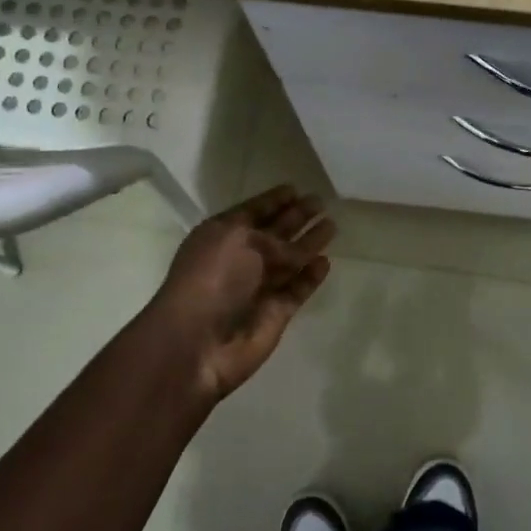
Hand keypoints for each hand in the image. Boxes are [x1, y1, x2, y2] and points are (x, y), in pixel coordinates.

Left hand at [143, 185, 335, 403]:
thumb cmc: (212, 278)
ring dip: (309, 243)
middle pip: (275, 232)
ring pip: (291, 260)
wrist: (197, 342)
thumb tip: (295, 250)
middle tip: (320, 202)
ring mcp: (258, 287)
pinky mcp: (275, 313)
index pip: (253, 211)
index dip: (273, 200)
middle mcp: (240, 258)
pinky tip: (325, 261)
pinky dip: (311, 276)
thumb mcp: (239, 239)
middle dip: (296, 216)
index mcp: (223, 235)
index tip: (295, 188)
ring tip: (332, 225)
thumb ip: (274, 238)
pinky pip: (298, 289)